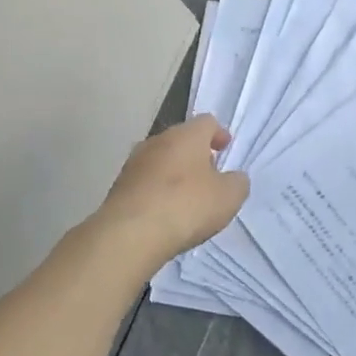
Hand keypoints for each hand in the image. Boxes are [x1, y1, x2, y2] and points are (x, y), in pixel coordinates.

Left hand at [95, 114, 249, 264]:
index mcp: (186, 135)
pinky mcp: (118, 187)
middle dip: (196, 154)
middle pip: (181, 140)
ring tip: (186, 198)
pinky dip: (157, 191)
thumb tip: (234, 178)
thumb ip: (237, 182)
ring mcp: (133, 163)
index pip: (207, 121)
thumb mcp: (229, 197)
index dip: (219, 134)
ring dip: (174, 173)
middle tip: (209, 175)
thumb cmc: (186, 206)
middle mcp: (157, 141)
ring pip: (161, 160)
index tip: (225, 149)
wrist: (130, 234)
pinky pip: (145, 182)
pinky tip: (164, 213)